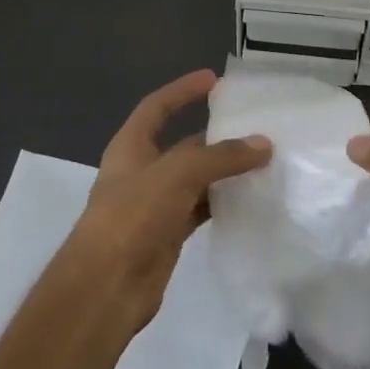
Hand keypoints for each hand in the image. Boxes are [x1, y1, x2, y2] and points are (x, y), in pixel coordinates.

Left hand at [64, 70, 270, 329]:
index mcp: (131, 147)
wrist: (105, 288)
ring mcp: (154, 205)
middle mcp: (142, 171)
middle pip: (182, 145)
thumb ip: (221, 157)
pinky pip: (200, 209)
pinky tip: (248, 199)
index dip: (182, 91)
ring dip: (223, 172)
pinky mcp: (167, 234)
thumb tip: (263, 144)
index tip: (213, 80)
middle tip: (254, 126)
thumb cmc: (132, 217)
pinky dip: (222, 202)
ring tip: (261, 161)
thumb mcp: (177, 174)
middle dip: (215, 136)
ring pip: (195, 179)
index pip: (157, 107)